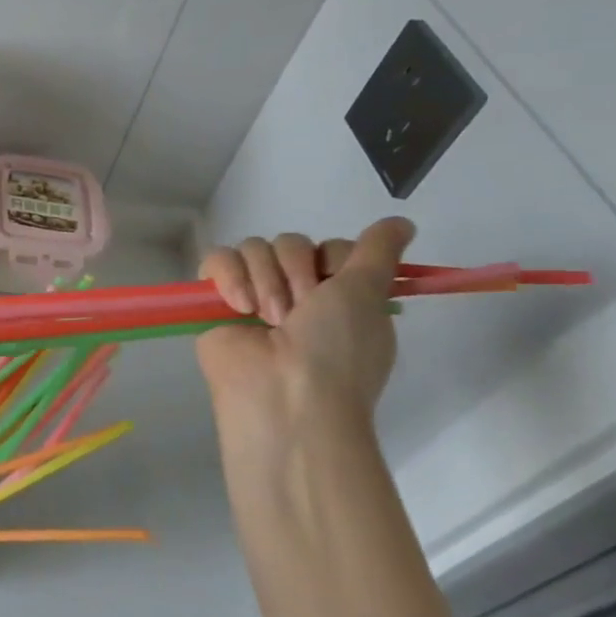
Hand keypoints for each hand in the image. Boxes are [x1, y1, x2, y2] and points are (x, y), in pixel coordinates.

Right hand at [195, 218, 414, 461]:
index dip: (330, 260)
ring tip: (266, 317)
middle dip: (294, 272)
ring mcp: (253, 294)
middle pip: (289, 242)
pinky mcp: (214, 299)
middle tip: (298, 311)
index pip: (328, 246)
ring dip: (264, 281)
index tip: (336, 288)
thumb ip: (377, 253)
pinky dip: (228, 277)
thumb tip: (401, 222)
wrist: (284, 394)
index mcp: (337, 295)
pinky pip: (217, 259)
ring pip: (253, 248)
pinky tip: (238, 306)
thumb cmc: (335, 350)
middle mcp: (295, 292)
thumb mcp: (367, 296)